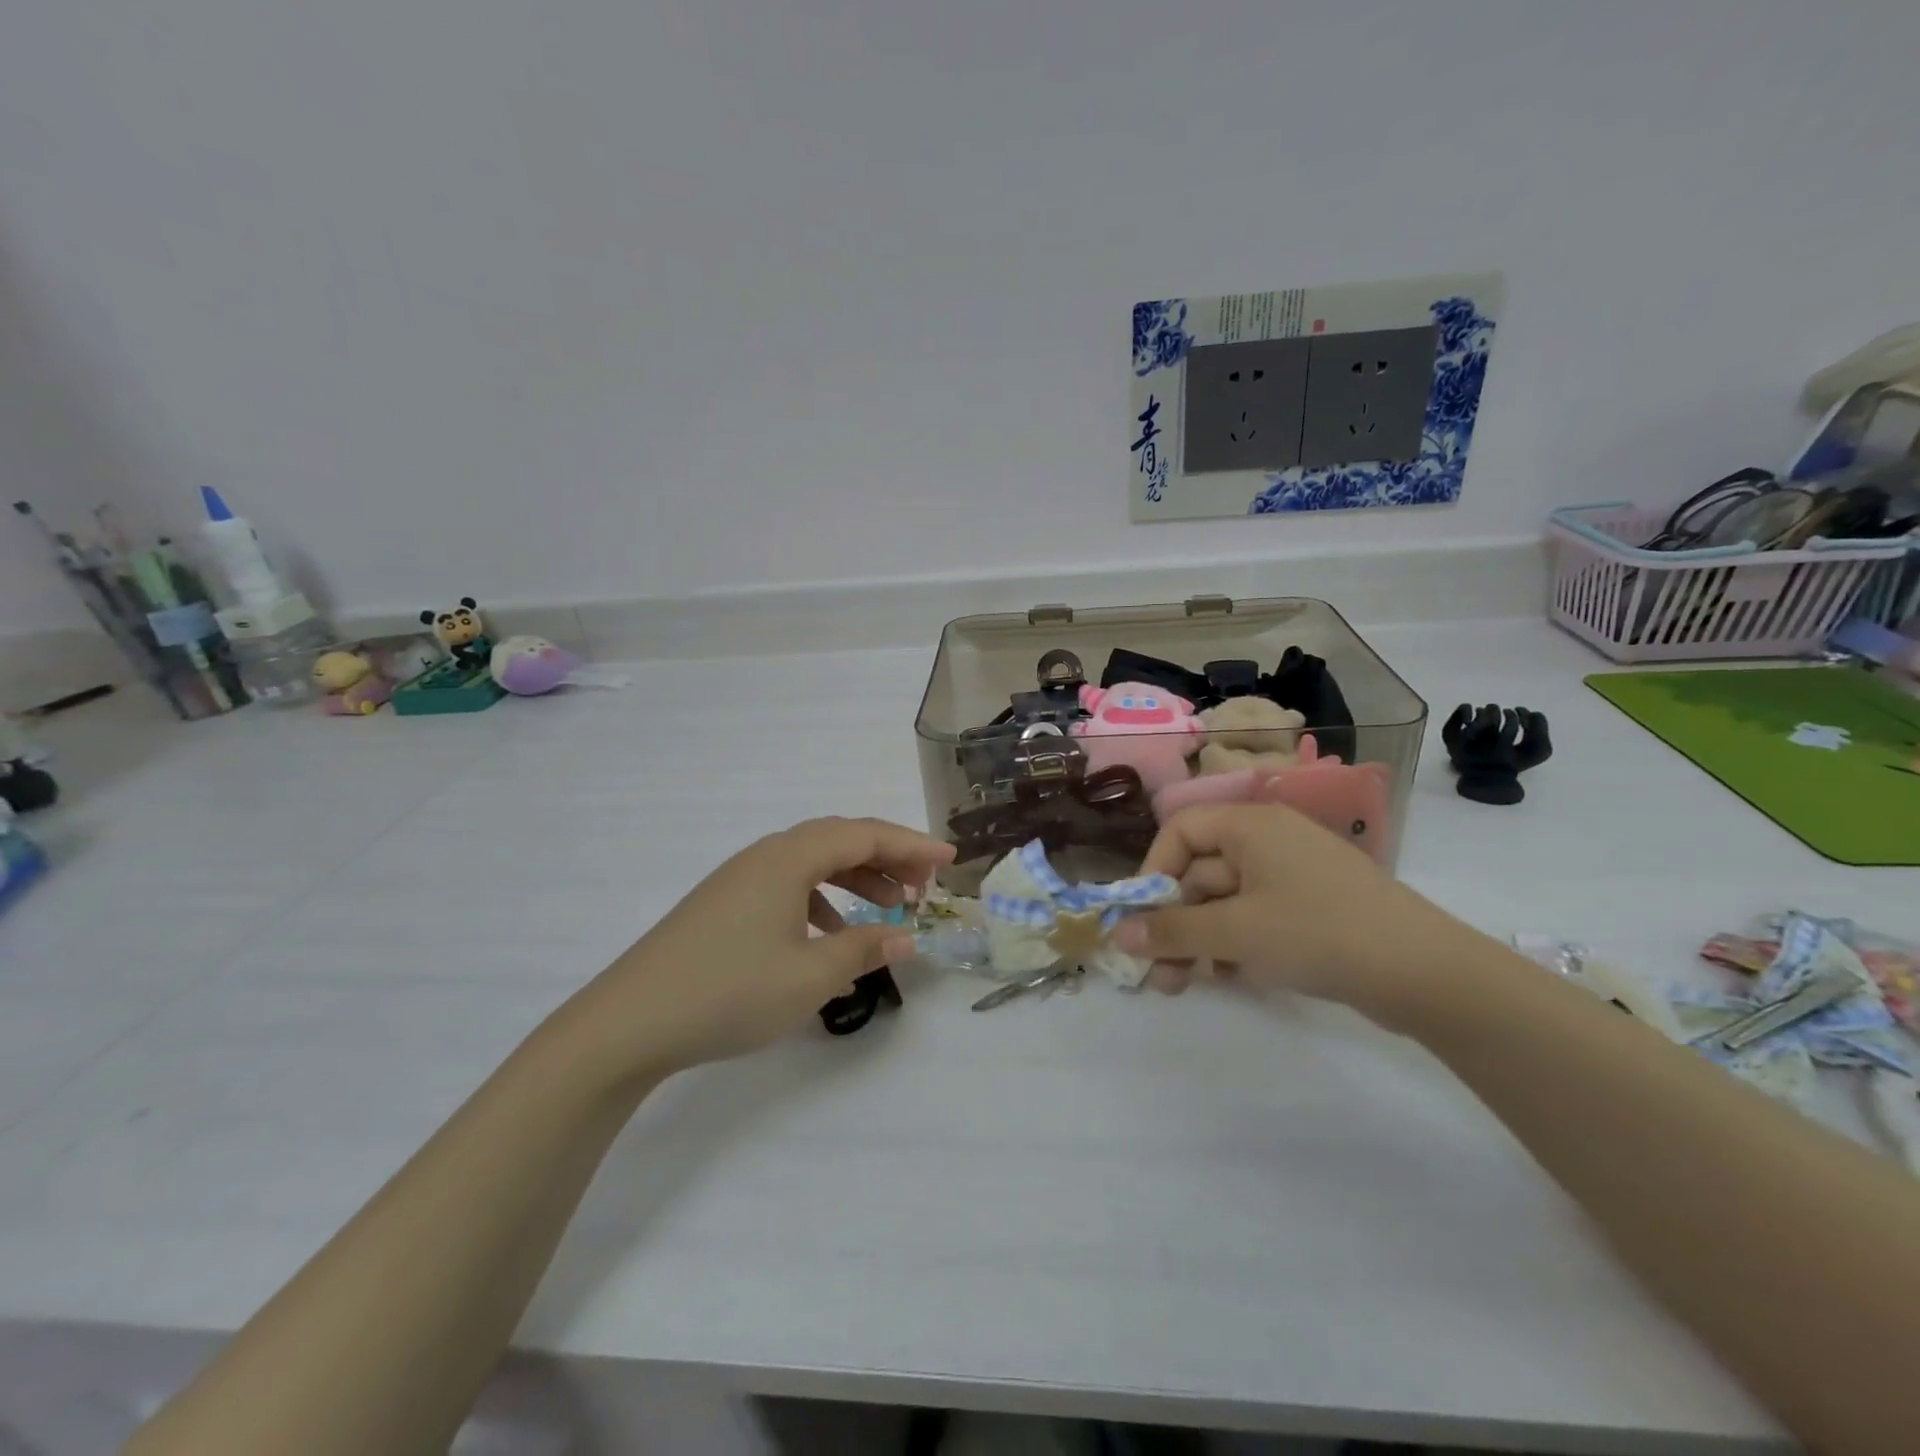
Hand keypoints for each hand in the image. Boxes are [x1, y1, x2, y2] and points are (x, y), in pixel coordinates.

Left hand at [562, 817, 954, 1080]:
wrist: (628, 1023)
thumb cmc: (729, 991)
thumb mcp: (809, 976)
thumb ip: (865, 950)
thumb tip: (907, 937)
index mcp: (788, 858)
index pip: (864, 835)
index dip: (912, 845)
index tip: (950, 860)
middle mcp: (766, 857)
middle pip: (839, 841)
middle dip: (888, 858)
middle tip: (924, 886)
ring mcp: (741, 880)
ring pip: (814, 864)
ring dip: (856, 880)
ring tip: (889, 910)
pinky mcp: (725, 905)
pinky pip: (788, 888)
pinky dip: (822, 903)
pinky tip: (830, 939)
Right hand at [1113, 802, 1473, 1025]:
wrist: (1427, 974)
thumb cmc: (1319, 933)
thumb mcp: (1236, 932)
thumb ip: (1172, 931)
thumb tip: (1117, 933)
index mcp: (1250, 825)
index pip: (1180, 832)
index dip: (1152, 871)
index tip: (1139, 918)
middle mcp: (1268, 840)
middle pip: (1200, 872)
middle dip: (1174, 922)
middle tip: (1155, 971)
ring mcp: (1293, 875)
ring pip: (1226, 901)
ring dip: (1199, 940)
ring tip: (1182, 986)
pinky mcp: (1311, 908)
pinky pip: (1255, 917)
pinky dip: (1235, 944)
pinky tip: (1231, 978)